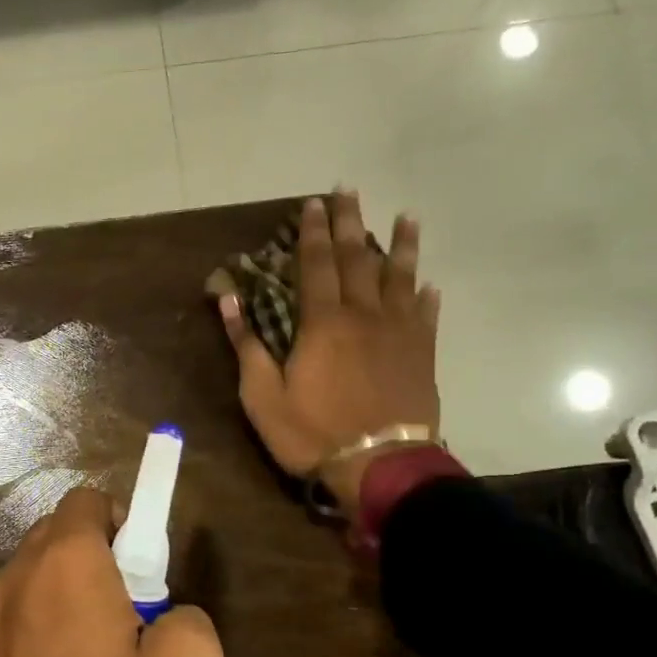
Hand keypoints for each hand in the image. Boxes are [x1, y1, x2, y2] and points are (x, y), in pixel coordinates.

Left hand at [0, 488, 223, 656]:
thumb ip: (192, 619)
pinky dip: (54, 622)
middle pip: (65, 532)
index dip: (126, 521)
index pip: (90, 499)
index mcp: (68, 559)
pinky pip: (29, 610)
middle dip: (104, 555)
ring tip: (108, 652)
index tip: (147, 572)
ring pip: (45, 572)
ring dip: (78, 591)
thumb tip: (170, 616)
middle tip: (135, 612)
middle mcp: (23, 571)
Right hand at [219, 192, 441, 518]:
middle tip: (350, 192)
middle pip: (358, 259)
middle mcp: (364, 315)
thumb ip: (247, 346)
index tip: (313, 204)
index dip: (312, 233)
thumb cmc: (313, 433)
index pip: (315, 265)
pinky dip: (426, 295)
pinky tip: (428, 282)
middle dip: (351, 223)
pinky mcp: (422, 353)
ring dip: (401, 245)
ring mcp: (399, 332)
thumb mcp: (263, 396)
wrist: (380, 464)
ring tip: (406, 217)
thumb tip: (228, 301)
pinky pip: (427, 314)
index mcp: (323, 323)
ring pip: (401, 277)